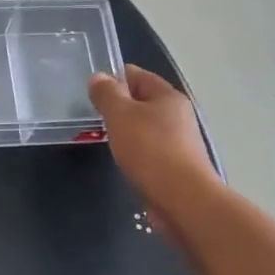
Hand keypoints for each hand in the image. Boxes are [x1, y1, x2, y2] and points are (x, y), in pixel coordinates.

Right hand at [88, 66, 213, 213]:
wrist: (183, 199)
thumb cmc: (150, 149)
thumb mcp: (120, 115)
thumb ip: (107, 94)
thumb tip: (98, 77)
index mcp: (168, 96)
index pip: (138, 75)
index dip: (114, 77)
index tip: (92, 89)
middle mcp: (178, 115)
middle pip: (143, 102)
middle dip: (119, 106)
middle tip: (93, 115)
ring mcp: (179, 142)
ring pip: (145, 127)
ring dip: (126, 130)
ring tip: (103, 138)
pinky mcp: (176, 166)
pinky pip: (149, 150)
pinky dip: (135, 151)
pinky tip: (122, 160)